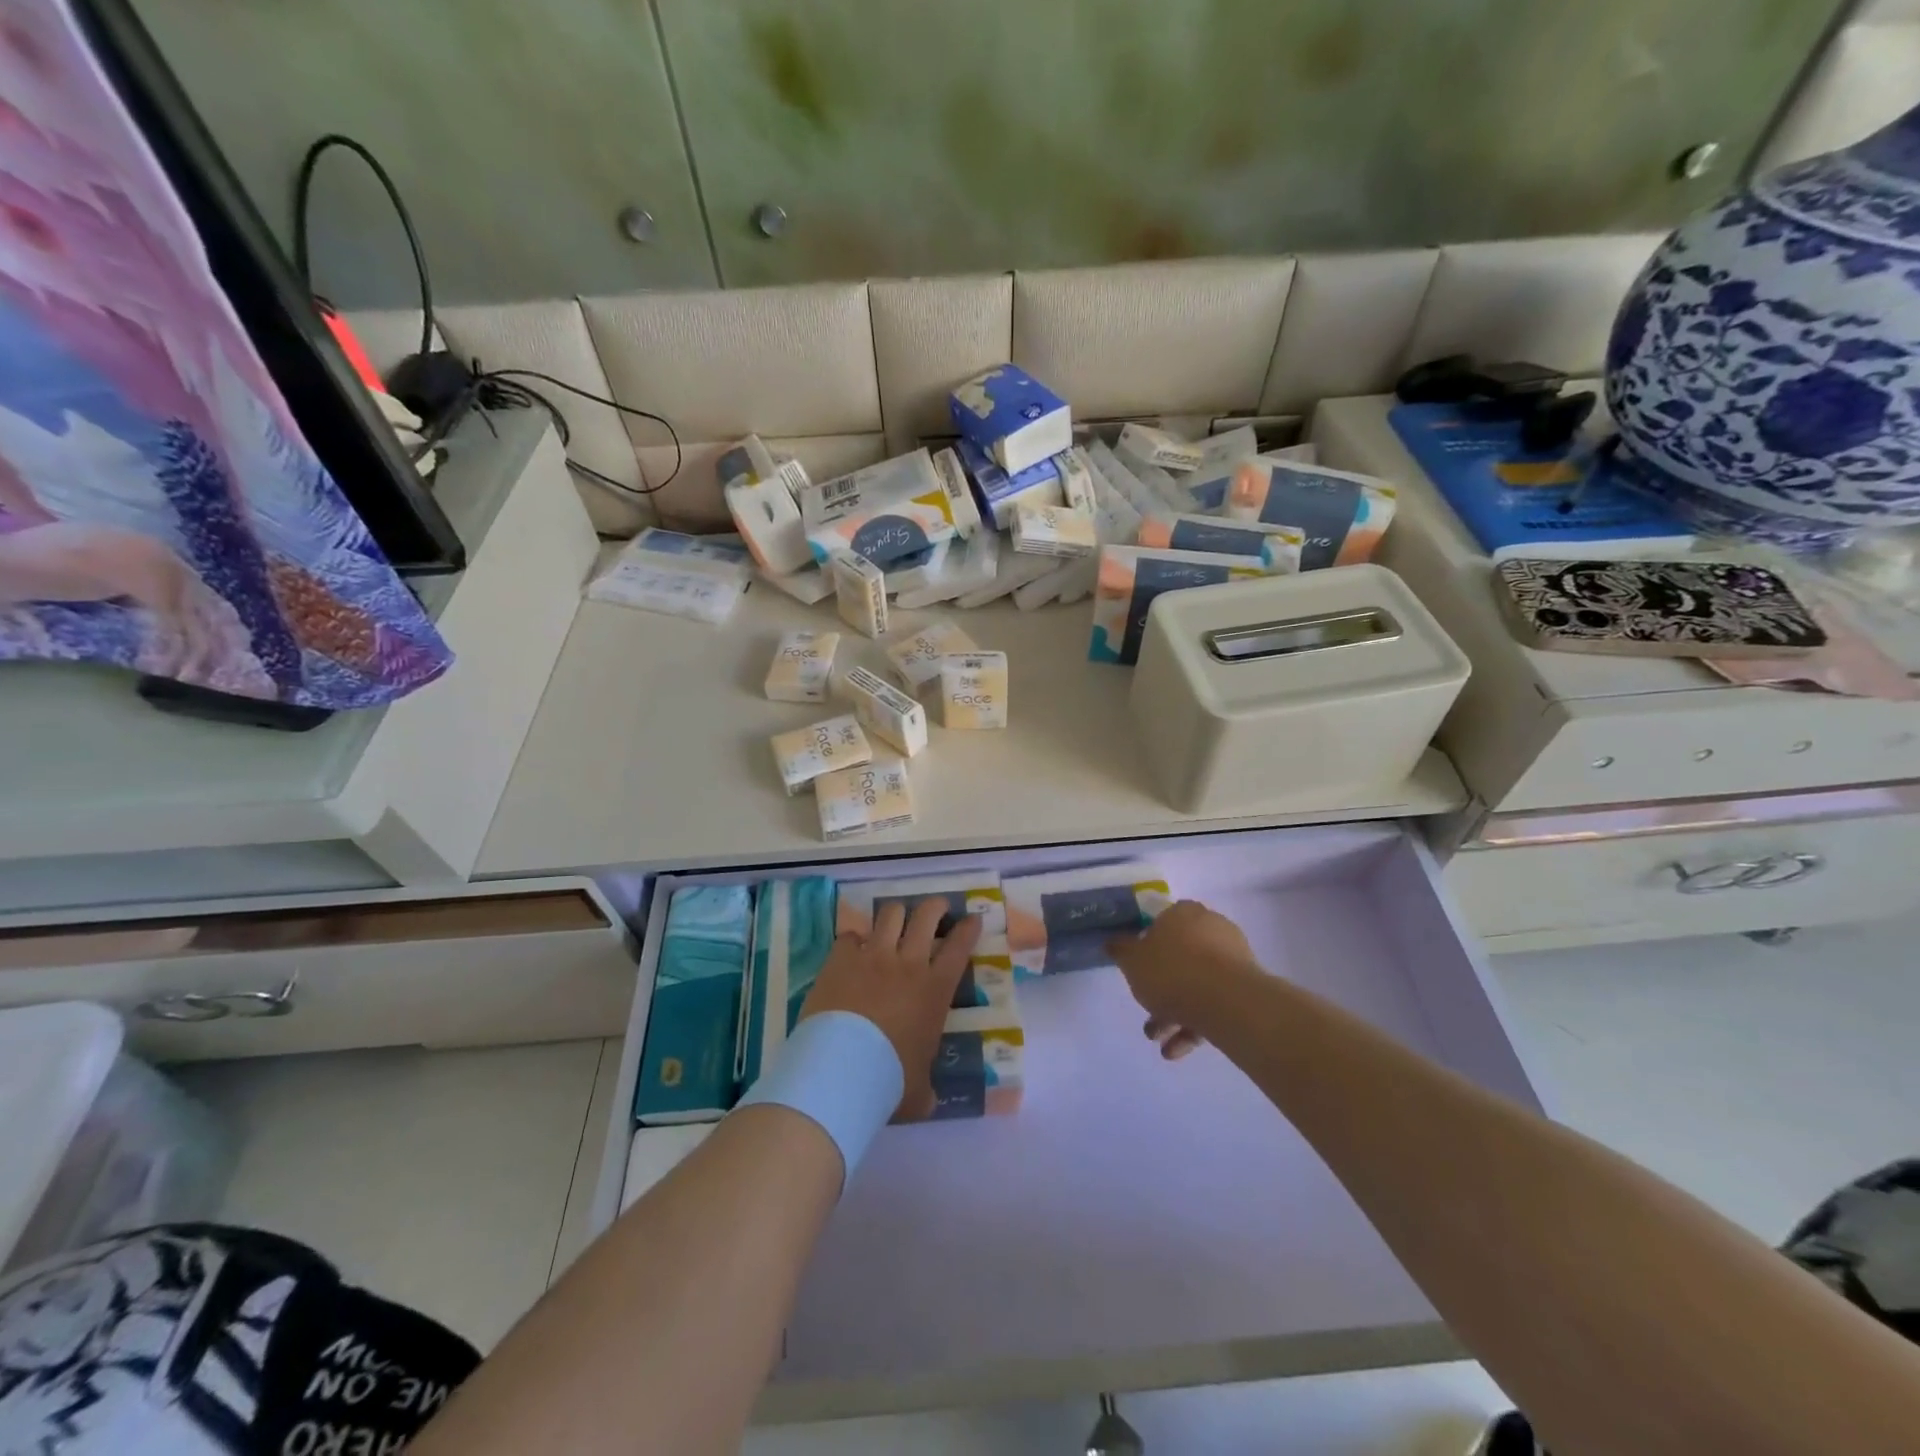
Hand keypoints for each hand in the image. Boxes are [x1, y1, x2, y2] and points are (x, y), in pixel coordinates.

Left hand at [801, 899, 981, 1120]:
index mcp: (935, 990)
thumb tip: (928, 1100)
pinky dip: (854, 939)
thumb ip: (926, 1088)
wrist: (842, 1069)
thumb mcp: (919, 1090)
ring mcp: (873, 956)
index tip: (972, 918)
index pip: (960, 946)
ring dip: (896, 915)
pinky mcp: (841, 959)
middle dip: (935, 907)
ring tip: (896, 919)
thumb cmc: (889, 1080)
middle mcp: (908, 963)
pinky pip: (850, 935)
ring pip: (891, 914)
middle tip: (937, 908)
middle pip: (927, 916)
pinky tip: (852, 949)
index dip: (968, 928)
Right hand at [1108, 900, 1258, 1061]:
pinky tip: (1178, 1050)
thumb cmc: (1172, 971)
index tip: (1137, 969)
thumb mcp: (1132, 961)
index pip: (1161, 922)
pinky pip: (1214, 1002)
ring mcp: (1232, 958)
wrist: (1227, 1002)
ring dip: (1174, 1013)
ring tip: (1159, 1041)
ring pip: (1196, 983)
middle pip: (1178, 958)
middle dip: (1160, 990)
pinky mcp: (1246, 988)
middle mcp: (1211, 928)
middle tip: (1146, 1014)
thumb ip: (1120, 950)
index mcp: (1183, 913)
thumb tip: (1113, 941)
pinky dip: (1195, 1024)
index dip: (1146, 945)